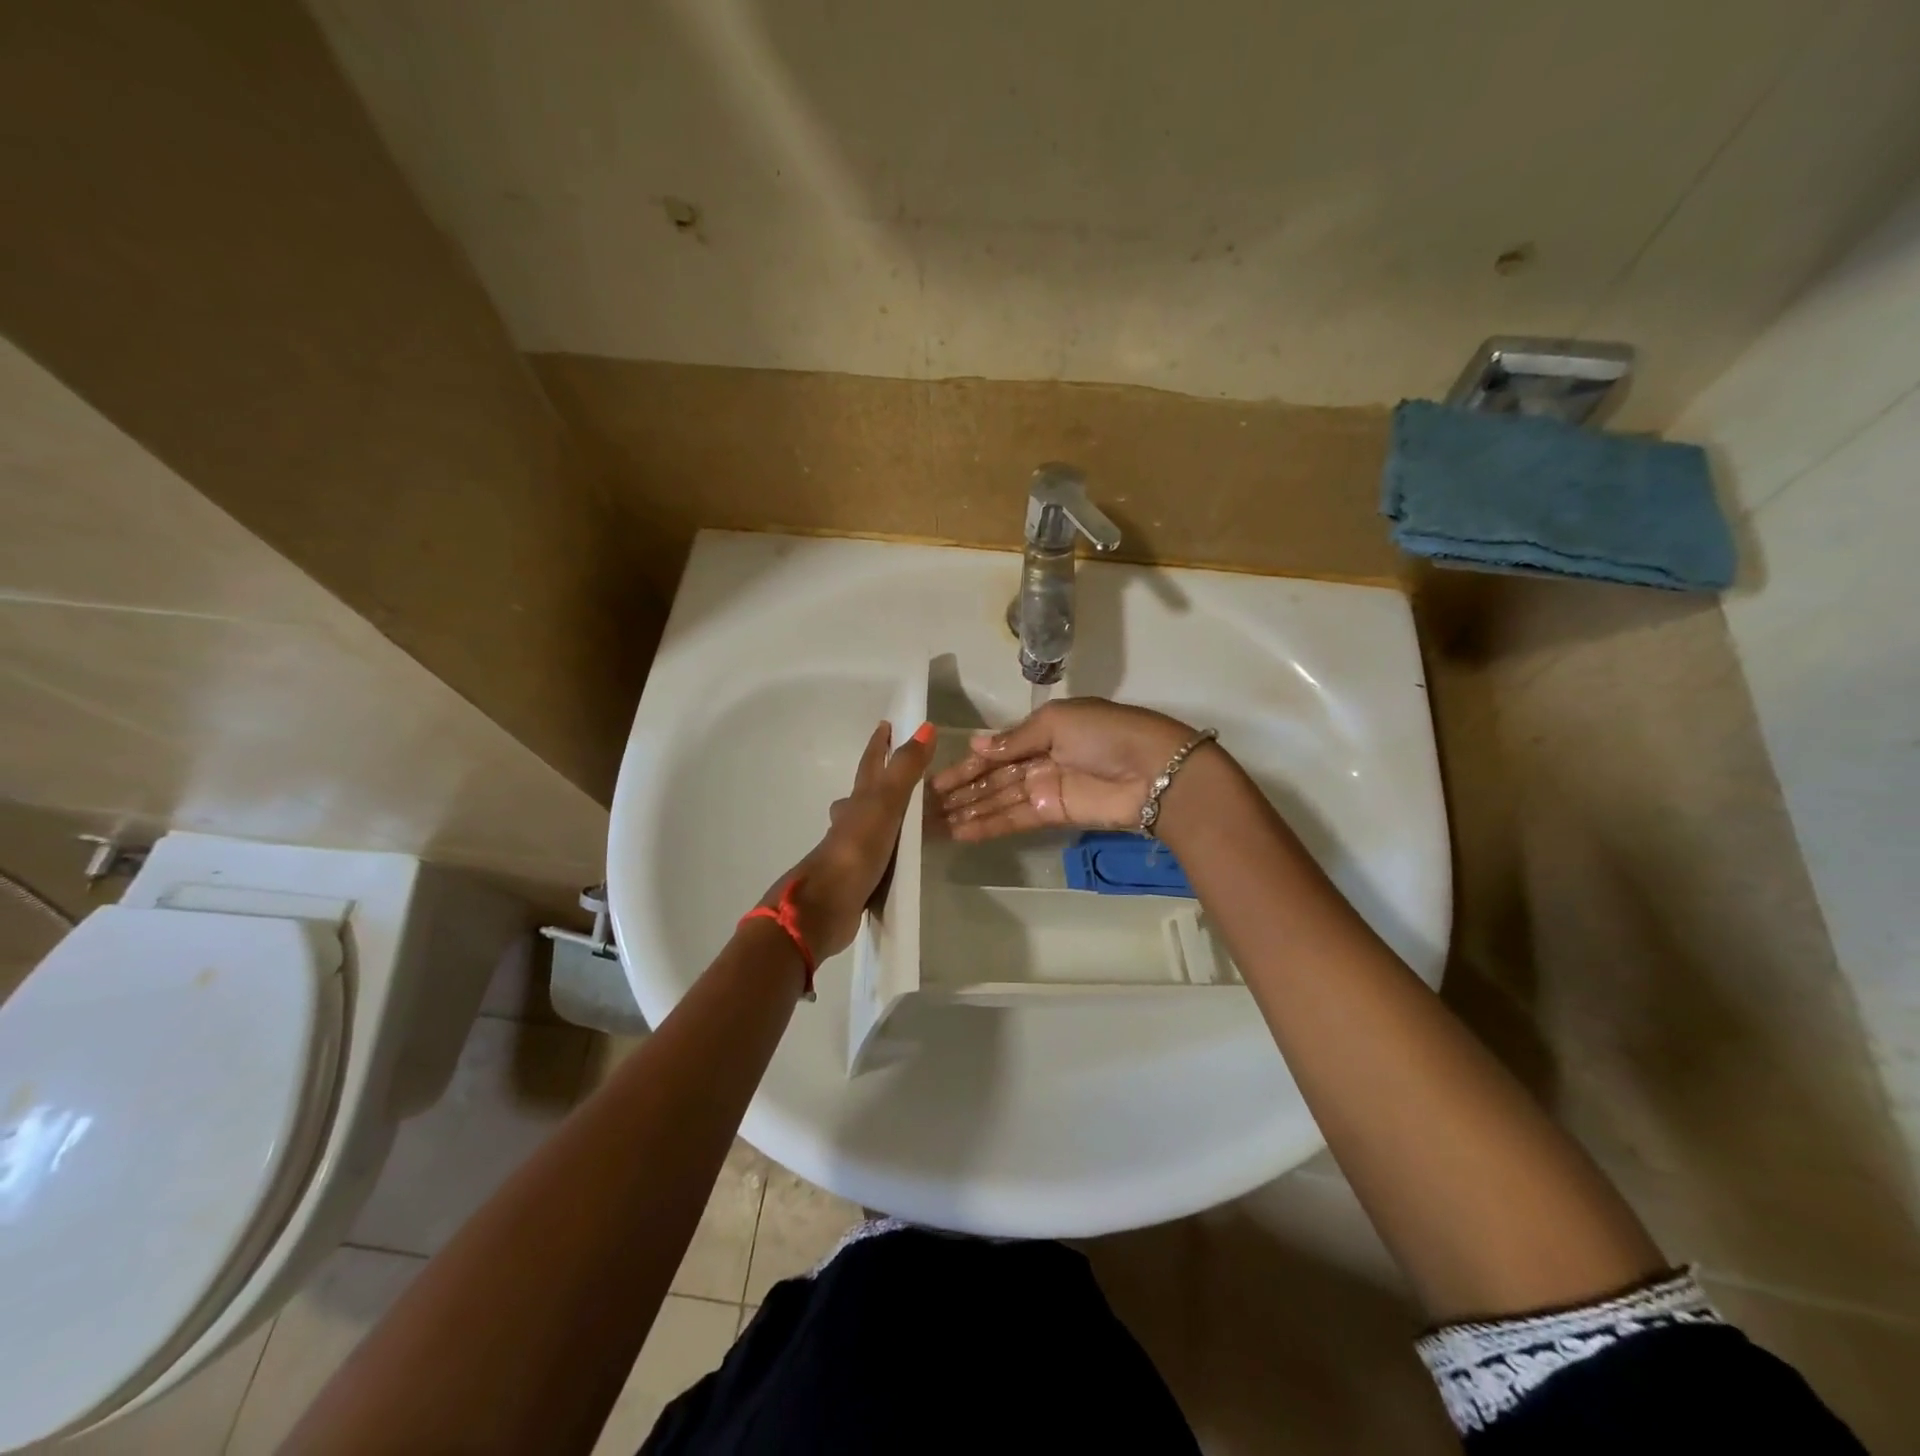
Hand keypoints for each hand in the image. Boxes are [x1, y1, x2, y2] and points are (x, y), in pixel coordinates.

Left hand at [760, 721, 935, 960]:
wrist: (825, 905)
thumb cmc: (856, 849)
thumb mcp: (885, 804)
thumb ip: (906, 768)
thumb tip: (926, 726)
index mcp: (858, 801)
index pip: (871, 764)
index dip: (879, 744)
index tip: (886, 725)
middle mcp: (852, 822)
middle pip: (865, 794)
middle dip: (880, 781)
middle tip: (902, 773)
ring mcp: (854, 851)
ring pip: (870, 826)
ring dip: (885, 818)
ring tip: (910, 817)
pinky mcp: (860, 878)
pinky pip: (880, 856)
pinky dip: (890, 851)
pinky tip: (901, 858)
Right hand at [930, 698, 1198, 841]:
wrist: (1155, 772)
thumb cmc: (1106, 734)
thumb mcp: (1058, 722)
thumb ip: (1015, 740)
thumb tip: (975, 745)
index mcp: (1042, 730)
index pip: (995, 749)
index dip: (966, 764)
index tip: (933, 779)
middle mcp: (1039, 759)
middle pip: (992, 777)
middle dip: (960, 790)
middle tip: (924, 807)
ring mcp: (1045, 789)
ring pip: (997, 800)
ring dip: (967, 811)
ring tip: (932, 824)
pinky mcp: (1052, 814)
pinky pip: (1013, 819)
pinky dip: (987, 825)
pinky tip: (959, 832)